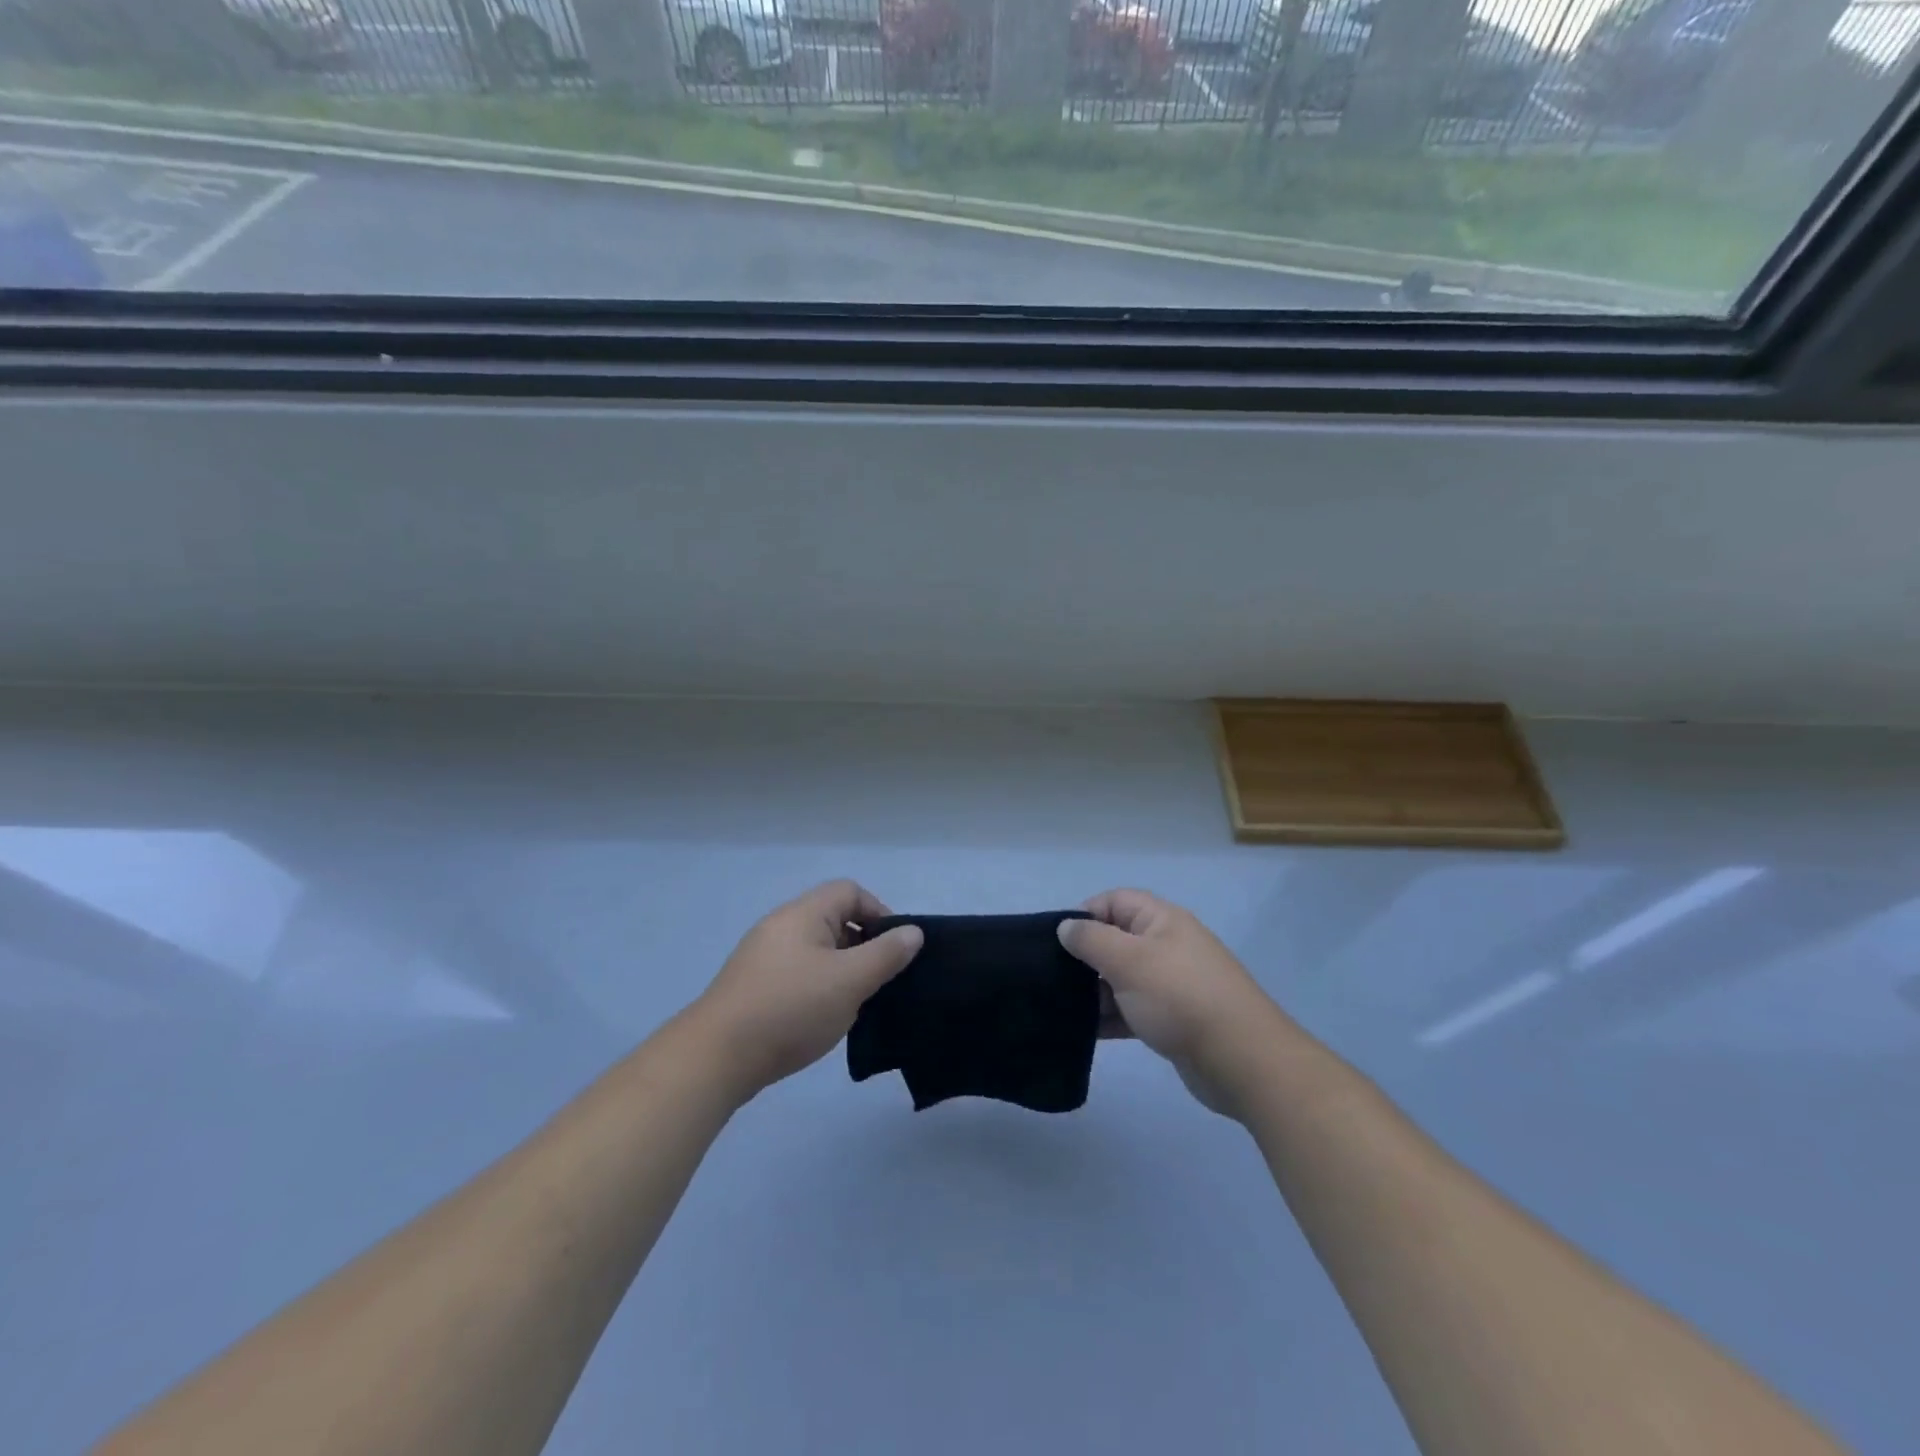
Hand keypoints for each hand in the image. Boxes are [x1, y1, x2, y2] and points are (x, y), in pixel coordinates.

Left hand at [692, 880, 923, 1100]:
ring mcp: (762, 957)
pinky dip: (817, 988)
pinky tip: (822, 1018)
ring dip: (841, 970)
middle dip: (862, 945)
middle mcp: (780, 926)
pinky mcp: (752, 987)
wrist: (716, 1057)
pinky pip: (797, 973)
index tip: (893, 950)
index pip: (850, 891)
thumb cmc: (791, 1008)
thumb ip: (886, 954)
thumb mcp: (850, 980)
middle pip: (833, 919)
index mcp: (802, 914)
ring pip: (816, 951)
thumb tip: (913, 932)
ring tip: (854, 1003)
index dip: (879, 912)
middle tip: (878, 980)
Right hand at [1062, 889, 1290, 1118]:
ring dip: (1094, 991)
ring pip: (1122, 978)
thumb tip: (1066, 926)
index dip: (1084, 915)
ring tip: (1062, 1009)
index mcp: (1161, 920)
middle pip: (1116, 939)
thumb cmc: (1180, 997)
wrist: (1241, 1060)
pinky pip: (1133, 1009)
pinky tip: (1085, 1032)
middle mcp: (1167, 945)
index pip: (1115, 901)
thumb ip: (1091, 940)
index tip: (1058, 942)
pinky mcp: (1173, 1019)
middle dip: (1085, 957)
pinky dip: (1111, 1017)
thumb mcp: (1128, 961)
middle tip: (1054, 978)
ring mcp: (1172, 984)